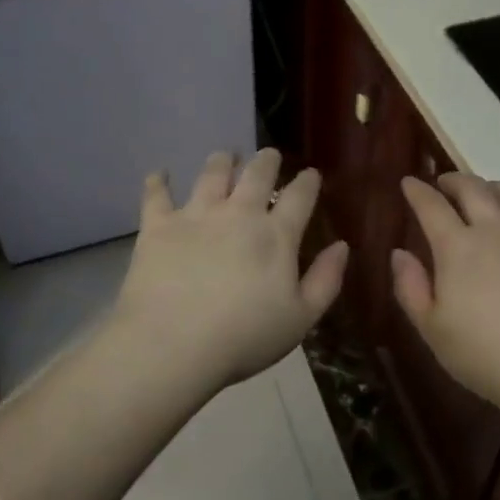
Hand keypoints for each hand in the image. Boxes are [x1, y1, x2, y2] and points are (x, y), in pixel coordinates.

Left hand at [112, 148, 349, 390]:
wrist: (173, 344)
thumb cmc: (244, 338)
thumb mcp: (300, 319)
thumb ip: (326, 280)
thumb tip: (342, 245)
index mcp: (276, 235)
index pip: (300, 196)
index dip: (308, 181)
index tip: (310, 174)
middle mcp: (238, 213)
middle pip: (257, 174)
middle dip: (266, 161)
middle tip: (268, 155)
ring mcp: (196, 215)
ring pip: (212, 174)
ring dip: (222, 161)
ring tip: (225, 155)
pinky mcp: (158, 226)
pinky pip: (157, 196)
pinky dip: (158, 182)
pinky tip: (159, 174)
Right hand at [392, 173, 499, 415]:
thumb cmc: (487, 356)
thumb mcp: (432, 330)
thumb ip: (410, 288)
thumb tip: (399, 253)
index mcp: (457, 247)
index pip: (431, 206)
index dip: (417, 191)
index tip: (409, 182)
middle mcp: (495, 230)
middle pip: (473, 188)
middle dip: (453, 180)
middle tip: (444, 184)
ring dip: (490, 186)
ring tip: (483, 193)